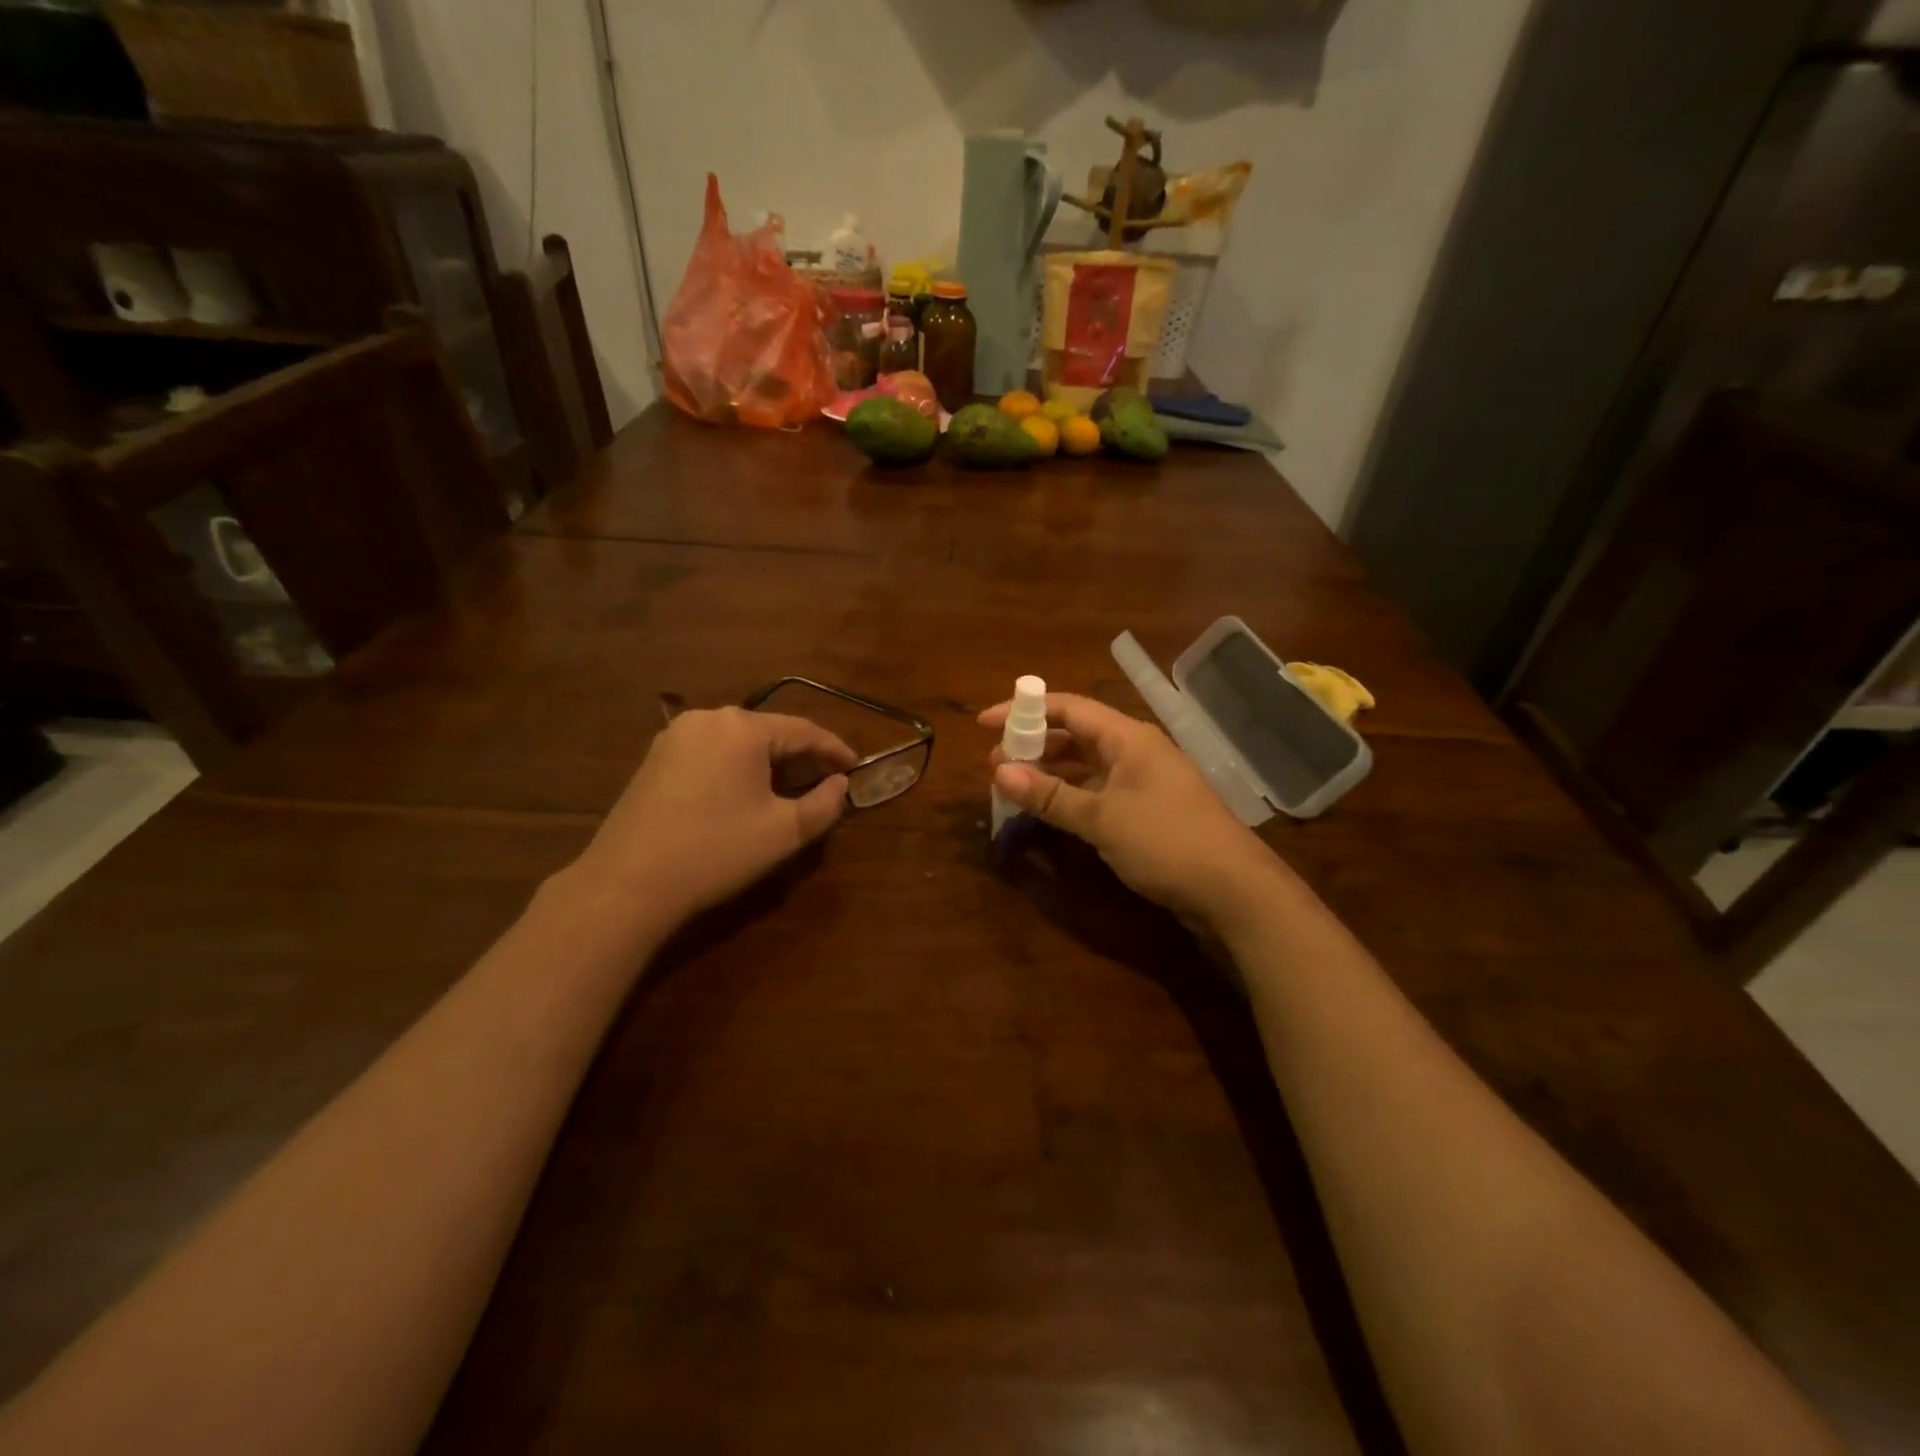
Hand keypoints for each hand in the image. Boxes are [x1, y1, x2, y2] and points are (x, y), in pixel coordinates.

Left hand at [569, 706, 855, 927]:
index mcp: (743, 728)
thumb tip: (840, 785)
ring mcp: (675, 737)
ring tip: (790, 788)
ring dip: (769, 762)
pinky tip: (745, 793)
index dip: (834, 749)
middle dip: (801, 756)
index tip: (856, 767)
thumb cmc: (717, 851)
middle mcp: (708, 719)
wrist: (628, 883)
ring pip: (738, 742)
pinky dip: (737, 768)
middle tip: (827, 781)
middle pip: (769, 732)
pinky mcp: (655, 759)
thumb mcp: (785, 832)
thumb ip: (824, 804)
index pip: (804, 730)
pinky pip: (711, 753)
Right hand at [979, 692, 1288, 932]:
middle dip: (1033, 745)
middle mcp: (1135, 751)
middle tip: (994, 764)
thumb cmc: (1167, 842)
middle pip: (1075, 735)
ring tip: (1013, 787)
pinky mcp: (1147, 811)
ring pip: (1086, 766)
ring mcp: (1144, 782)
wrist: (1235, 891)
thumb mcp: (1102, 818)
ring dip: (1050, 773)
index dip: (1024, 711)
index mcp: (1128, 738)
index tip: (985, 724)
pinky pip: (1099, 792)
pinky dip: (1071, 796)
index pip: (1068, 708)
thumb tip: (998, 770)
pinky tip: (1050, 812)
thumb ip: (1051, 795)